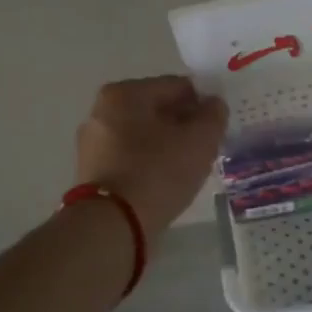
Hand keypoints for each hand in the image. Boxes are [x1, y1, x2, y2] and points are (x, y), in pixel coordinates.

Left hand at [75, 76, 228, 237]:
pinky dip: (150, 164)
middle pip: (157, 110)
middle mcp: (102, 111)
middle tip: (206, 148)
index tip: (218, 126)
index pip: (176, 86)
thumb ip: (213, 116)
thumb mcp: (199, 141)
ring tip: (188, 168)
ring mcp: (93, 143)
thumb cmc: (157, 173)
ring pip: (143, 136)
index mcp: (124, 93)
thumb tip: (214, 104)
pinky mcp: (93, 172)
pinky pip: (131, 158)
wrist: (111, 225)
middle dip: (183, 125)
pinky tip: (166, 182)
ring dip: (167, 146)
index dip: (203, 103)